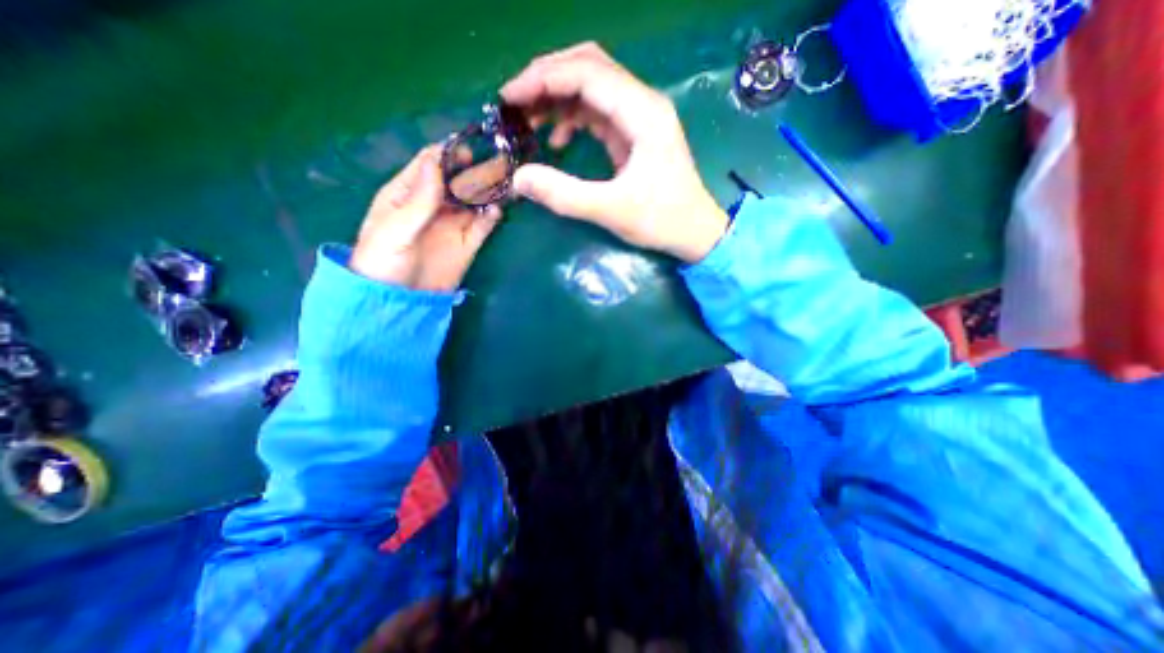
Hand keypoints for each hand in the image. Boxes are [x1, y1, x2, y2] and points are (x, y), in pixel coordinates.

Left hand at [352, 147, 503, 293]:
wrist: (398, 301)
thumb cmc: (383, 260)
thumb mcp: (394, 228)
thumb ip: (418, 199)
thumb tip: (437, 162)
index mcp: (407, 195)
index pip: (428, 165)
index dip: (446, 155)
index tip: (466, 150)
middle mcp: (433, 206)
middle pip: (456, 181)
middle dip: (473, 171)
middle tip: (492, 166)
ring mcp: (451, 225)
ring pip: (472, 201)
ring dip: (486, 192)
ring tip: (501, 185)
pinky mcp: (466, 244)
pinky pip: (482, 226)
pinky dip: (491, 217)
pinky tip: (496, 211)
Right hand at [502, 43, 724, 262]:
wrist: (695, 232)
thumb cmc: (661, 220)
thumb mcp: (611, 210)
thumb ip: (564, 195)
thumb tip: (519, 178)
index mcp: (642, 113)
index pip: (587, 73)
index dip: (543, 79)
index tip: (509, 98)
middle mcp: (642, 103)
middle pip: (588, 67)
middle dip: (547, 80)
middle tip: (515, 104)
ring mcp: (639, 117)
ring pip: (591, 87)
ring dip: (557, 98)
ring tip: (528, 122)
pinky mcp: (633, 133)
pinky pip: (597, 112)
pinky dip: (572, 119)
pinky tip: (558, 141)